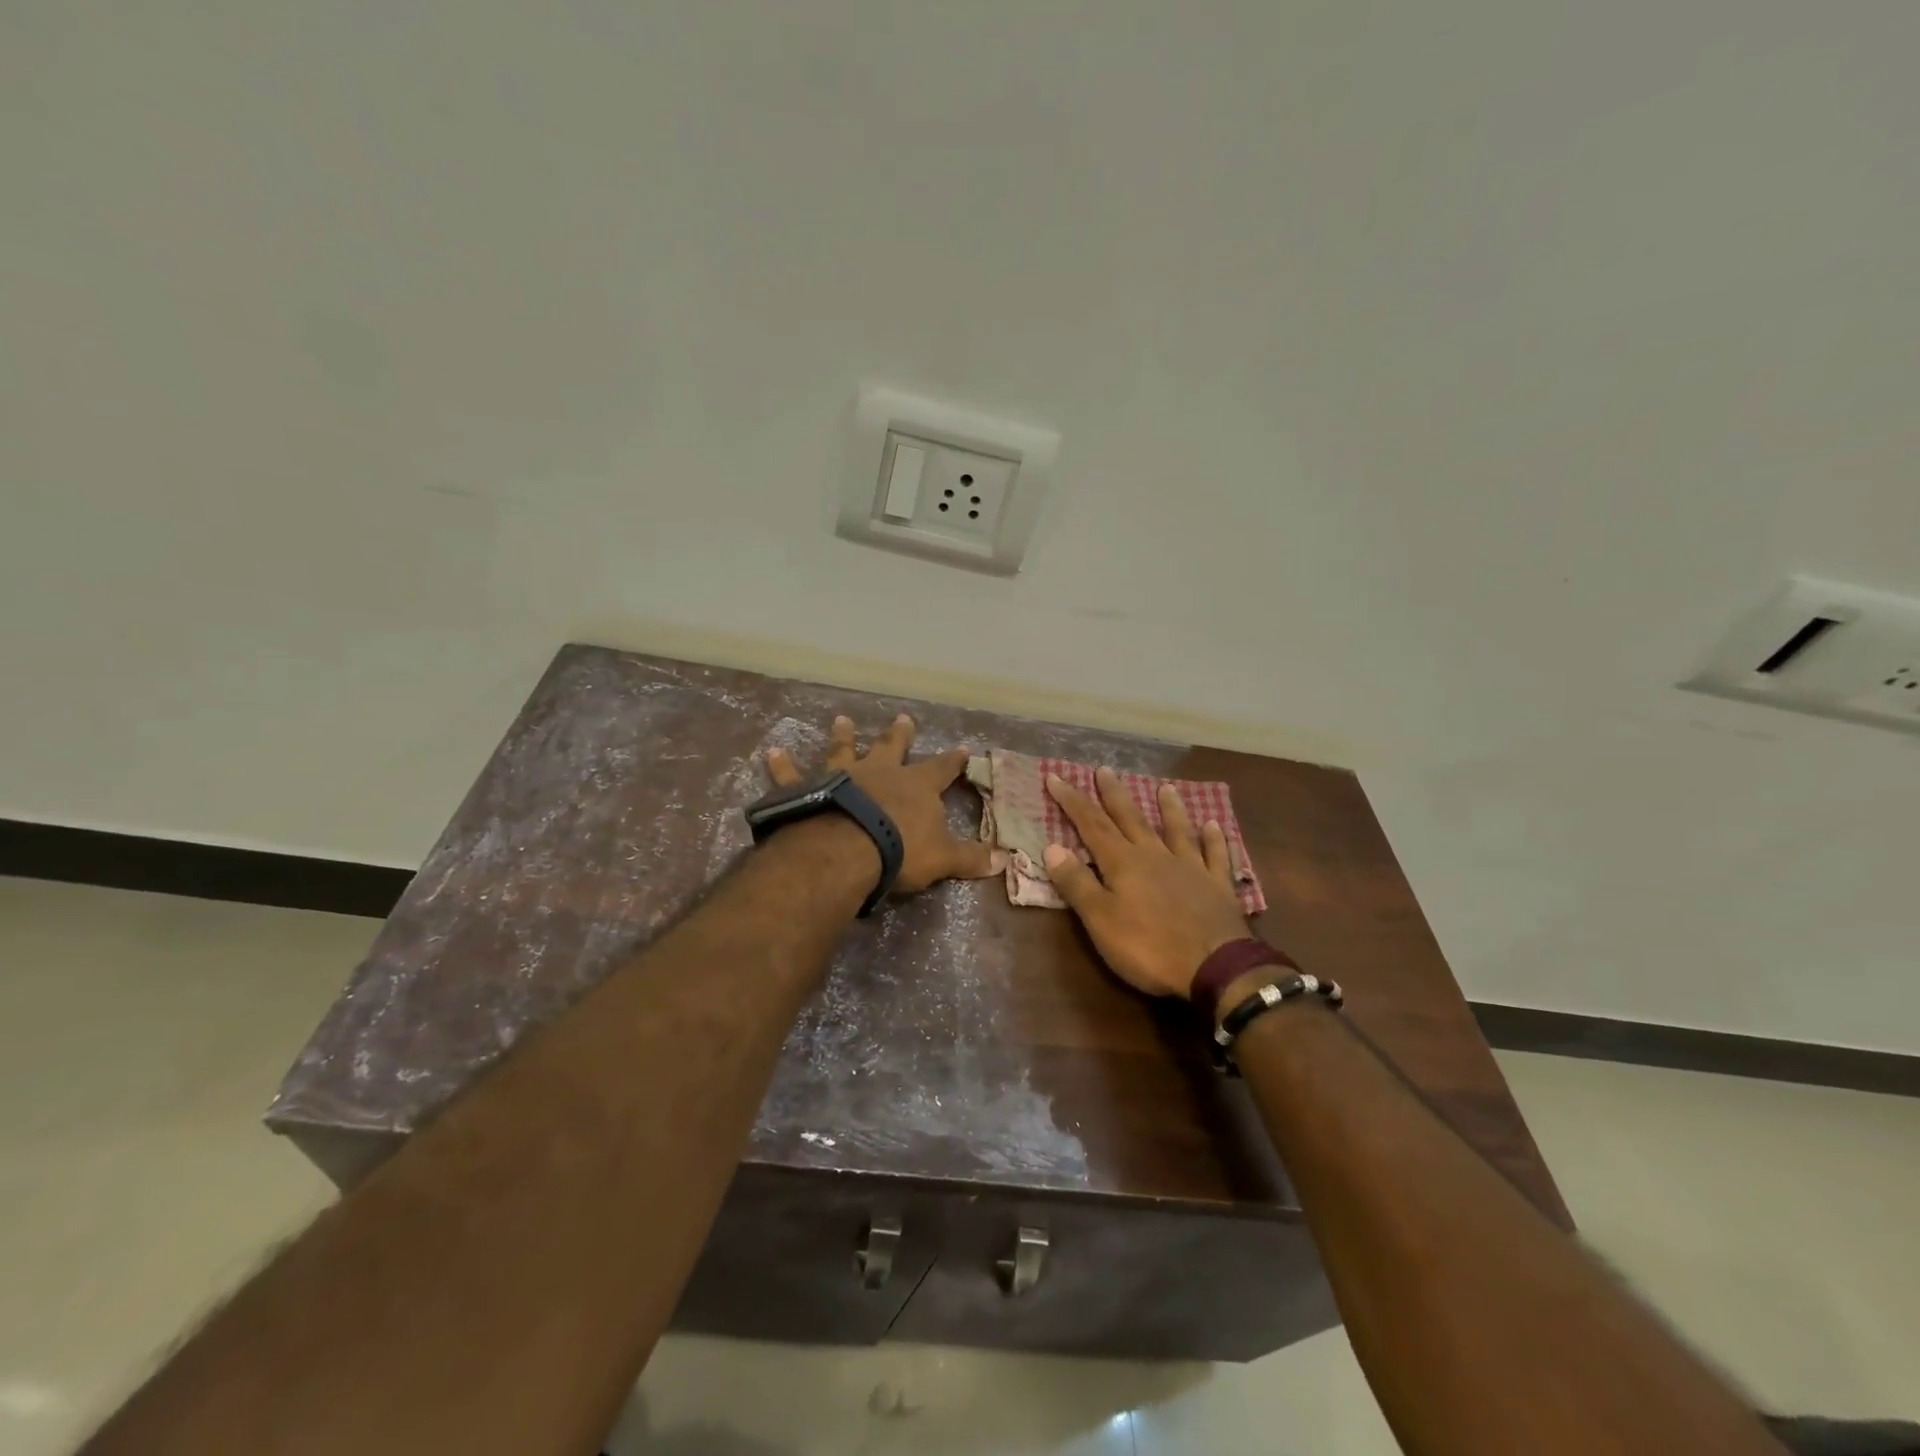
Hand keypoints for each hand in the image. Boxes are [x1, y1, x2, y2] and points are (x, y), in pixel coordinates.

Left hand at [766, 714, 1005, 894]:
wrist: (846, 850)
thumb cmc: (900, 851)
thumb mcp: (943, 858)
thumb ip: (970, 858)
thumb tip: (1004, 860)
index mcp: (915, 786)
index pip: (941, 769)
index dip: (953, 761)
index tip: (963, 749)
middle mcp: (880, 772)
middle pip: (892, 748)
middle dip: (899, 734)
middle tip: (902, 718)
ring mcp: (842, 776)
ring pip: (843, 751)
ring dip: (842, 736)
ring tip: (841, 719)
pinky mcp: (808, 790)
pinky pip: (792, 776)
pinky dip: (782, 766)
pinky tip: (772, 753)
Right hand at [1043, 768, 1250, 997]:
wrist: (1215, 967)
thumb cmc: (1149, 947)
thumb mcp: (1100, 920)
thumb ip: (1077, 883)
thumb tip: (1052, 847)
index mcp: (1123, 863)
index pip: (1091, 825)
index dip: (1072, 801)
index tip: (1055, 777)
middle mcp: (1155, 855)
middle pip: (1131, 819)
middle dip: (1114, 794)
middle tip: (1105, 769)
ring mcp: (1190, 868)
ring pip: (1176, 830)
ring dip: (1168, 808)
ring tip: (1164, 787)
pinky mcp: (1217, 886)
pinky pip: (1215, 854)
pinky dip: (1214, 838)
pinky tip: (1214, 824)